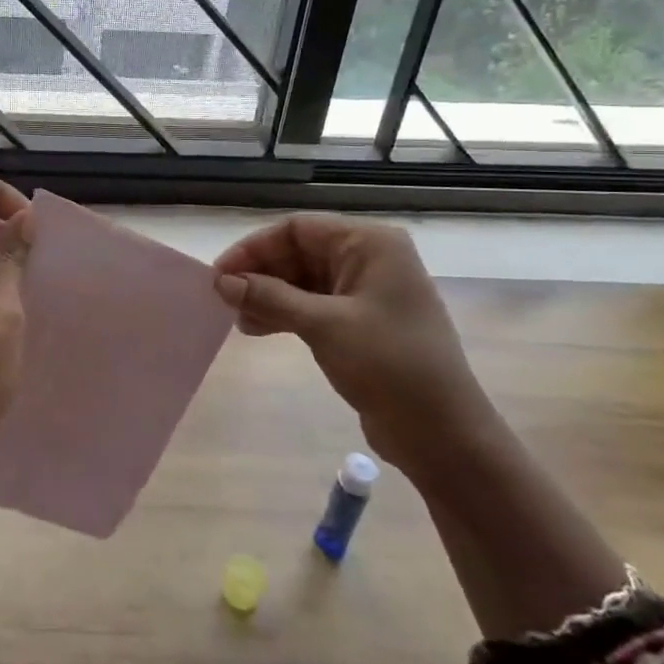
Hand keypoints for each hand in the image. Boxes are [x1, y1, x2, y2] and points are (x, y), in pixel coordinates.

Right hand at [213, 216, 499, 478]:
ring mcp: (366, 292)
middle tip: (223, 299)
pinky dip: (284, 313)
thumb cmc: (388, 365)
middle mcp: (369, 259)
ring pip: (302, 280)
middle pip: (299, 252)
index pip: (297, 229)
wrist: (443, 434)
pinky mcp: (361, 322)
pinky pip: (313, 305)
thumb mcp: (323, 326)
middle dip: (259, 274)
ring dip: (268, 295)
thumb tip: (220, 281)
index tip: (220, 274)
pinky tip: (257, 329)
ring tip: (237, 319)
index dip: (254, 248)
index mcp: (369, 244)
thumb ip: (268, 297)